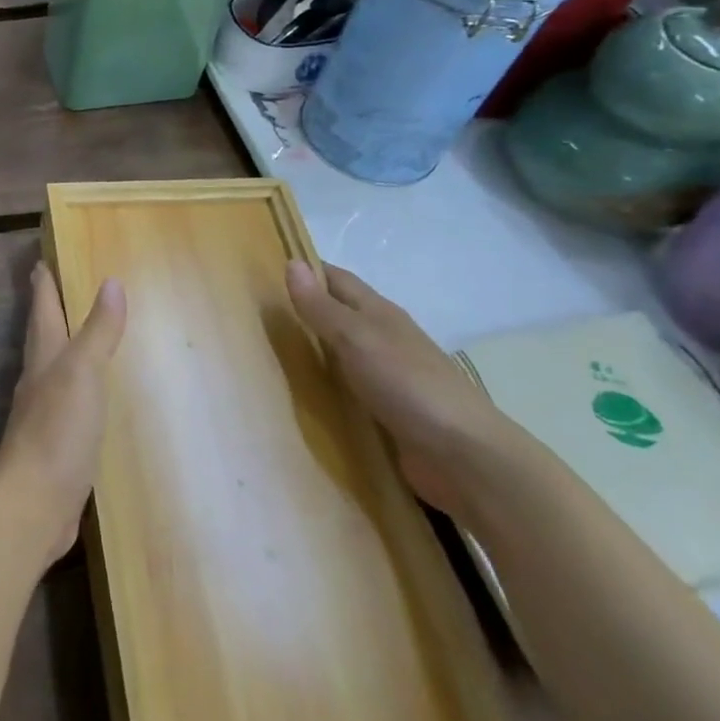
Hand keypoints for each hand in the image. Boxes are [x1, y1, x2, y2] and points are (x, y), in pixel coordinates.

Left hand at [0, 263, 126, 567]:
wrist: (34, 502)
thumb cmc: (58, 429)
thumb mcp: (83, 372)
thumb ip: (98, 331)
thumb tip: (111, 281)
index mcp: (44, 357)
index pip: (42, 309)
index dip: (43, 284)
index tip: (40, 260)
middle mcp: (39, 379)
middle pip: (42, 335)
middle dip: (47, 310)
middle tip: (53, 287)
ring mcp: (45, 413)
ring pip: (52, 368)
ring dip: (61, 348)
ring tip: (76, 335)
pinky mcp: (56, 444)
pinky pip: (67, 402)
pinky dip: (76, 388)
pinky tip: (88, 397)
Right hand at [286, 260, 514, 522]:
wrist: (465, 457)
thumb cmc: (408, 385)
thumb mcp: (356, 338)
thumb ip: (321, 307)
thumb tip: (291, 263)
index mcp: (379, 313)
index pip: (336, 279)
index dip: (306, 270)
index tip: (264, 269)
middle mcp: (383, 339)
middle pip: (338, 315)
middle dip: (303, 310)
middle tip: (254, 313)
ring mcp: (387, 377)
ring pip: (340, 353)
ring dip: (311, 350)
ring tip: (266, 353)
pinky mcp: (387, 412)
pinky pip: (347, 390)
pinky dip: (324, 386)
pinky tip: (301, 395)